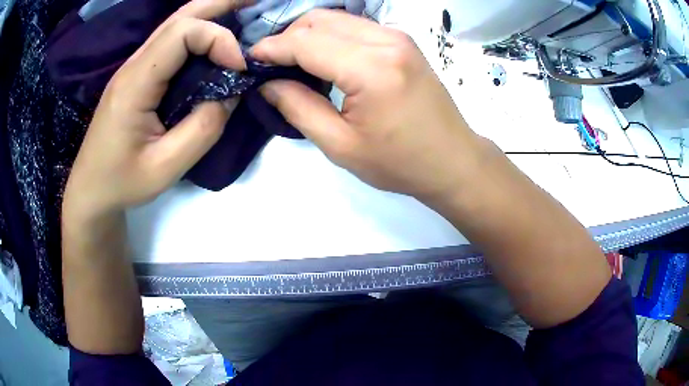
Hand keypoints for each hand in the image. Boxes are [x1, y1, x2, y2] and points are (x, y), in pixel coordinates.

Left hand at [63, 0, 247, 222]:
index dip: (218, 39)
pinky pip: (171, 43)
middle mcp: (134, 65)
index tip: (238, 69)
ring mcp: (134, 68)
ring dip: (212, 13)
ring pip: (176, 24)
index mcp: (135, 83)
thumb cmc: (122, 182)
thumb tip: (230, 94)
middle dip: (222, 3)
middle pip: (180, 15)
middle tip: (258, 1)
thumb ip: (203, 129)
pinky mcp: (138, 76)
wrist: (91, 190)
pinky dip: (199, 34)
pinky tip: (215, 38)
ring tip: (244, 11)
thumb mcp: (166, 168)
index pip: (182, 33)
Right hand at [252, 10, 480, 202]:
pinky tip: (324, 57)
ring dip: (308, 34)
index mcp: (370, 69)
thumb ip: (298, 108)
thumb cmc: (399, 163)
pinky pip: (355, 26)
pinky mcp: (403, 41)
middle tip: (272, 64)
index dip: (271, 48)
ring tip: (294, 62)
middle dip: (288, 37)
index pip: (305, 42)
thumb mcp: (341, 145)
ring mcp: (398, 37)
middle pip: (319, 20)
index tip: (250, 61)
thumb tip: (267, 84)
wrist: (452, 160)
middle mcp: (386, 41)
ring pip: (337, 18)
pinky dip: (331, 35)